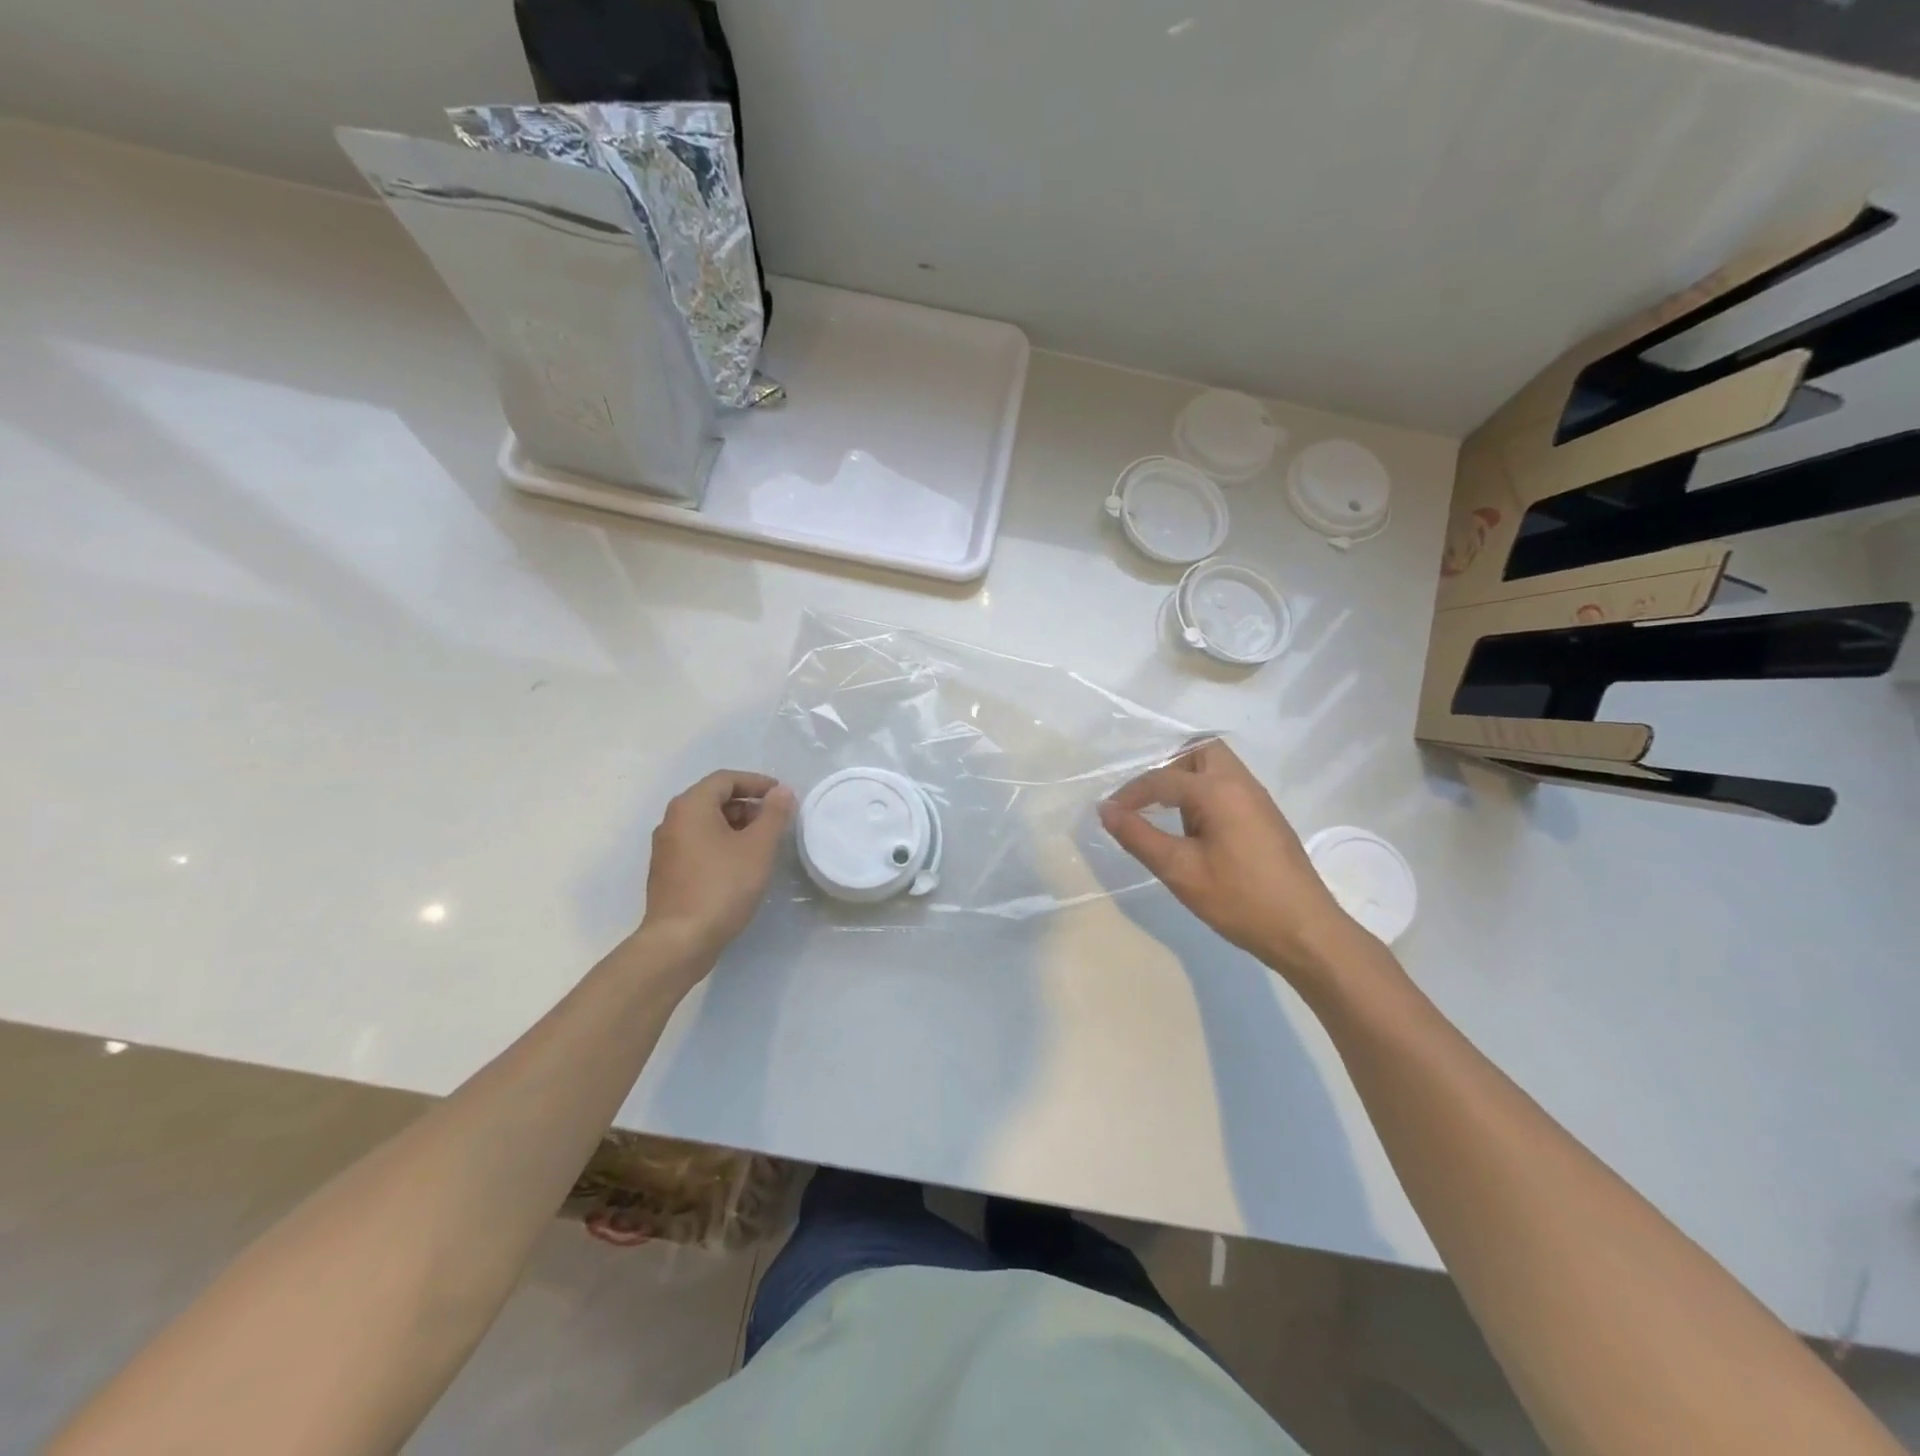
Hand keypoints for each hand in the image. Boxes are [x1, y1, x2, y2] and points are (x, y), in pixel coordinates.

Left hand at [640, 770, 796, 961]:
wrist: (680, 941)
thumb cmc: (722, 886)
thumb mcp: (758, 847)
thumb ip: (774, 815)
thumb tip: (781, 791)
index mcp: (691, 807)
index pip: (725, 779)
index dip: (756, 782)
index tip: (781, 795)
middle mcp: (672, 821)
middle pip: (713, 799)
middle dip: (747, 805)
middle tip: (775, 821)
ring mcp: (666, 848)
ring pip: (705, 823)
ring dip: (736, 825)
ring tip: (762, 844)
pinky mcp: (667, 873)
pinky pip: (698, 844)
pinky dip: (721, 844)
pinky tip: (740, 865)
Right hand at [1098, 741, 1362, 982]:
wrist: (1305, 931)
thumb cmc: (1239, 899)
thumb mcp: (1179, 870)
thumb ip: (1138, 836)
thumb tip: (1106, 810)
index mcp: (1218, 790)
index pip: (1163, 779)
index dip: (1130, 794)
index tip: (1108, 813)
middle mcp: (1241, 784)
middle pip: (1200, 752)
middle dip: (1168, 768)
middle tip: (1146, 799)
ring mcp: (1258, 800)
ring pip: (1218, 768)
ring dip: (1188, 781)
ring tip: (1167, 815)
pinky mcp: (1267, 818)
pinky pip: (1229, 788)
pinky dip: (1205, 795)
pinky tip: (1195, 830)